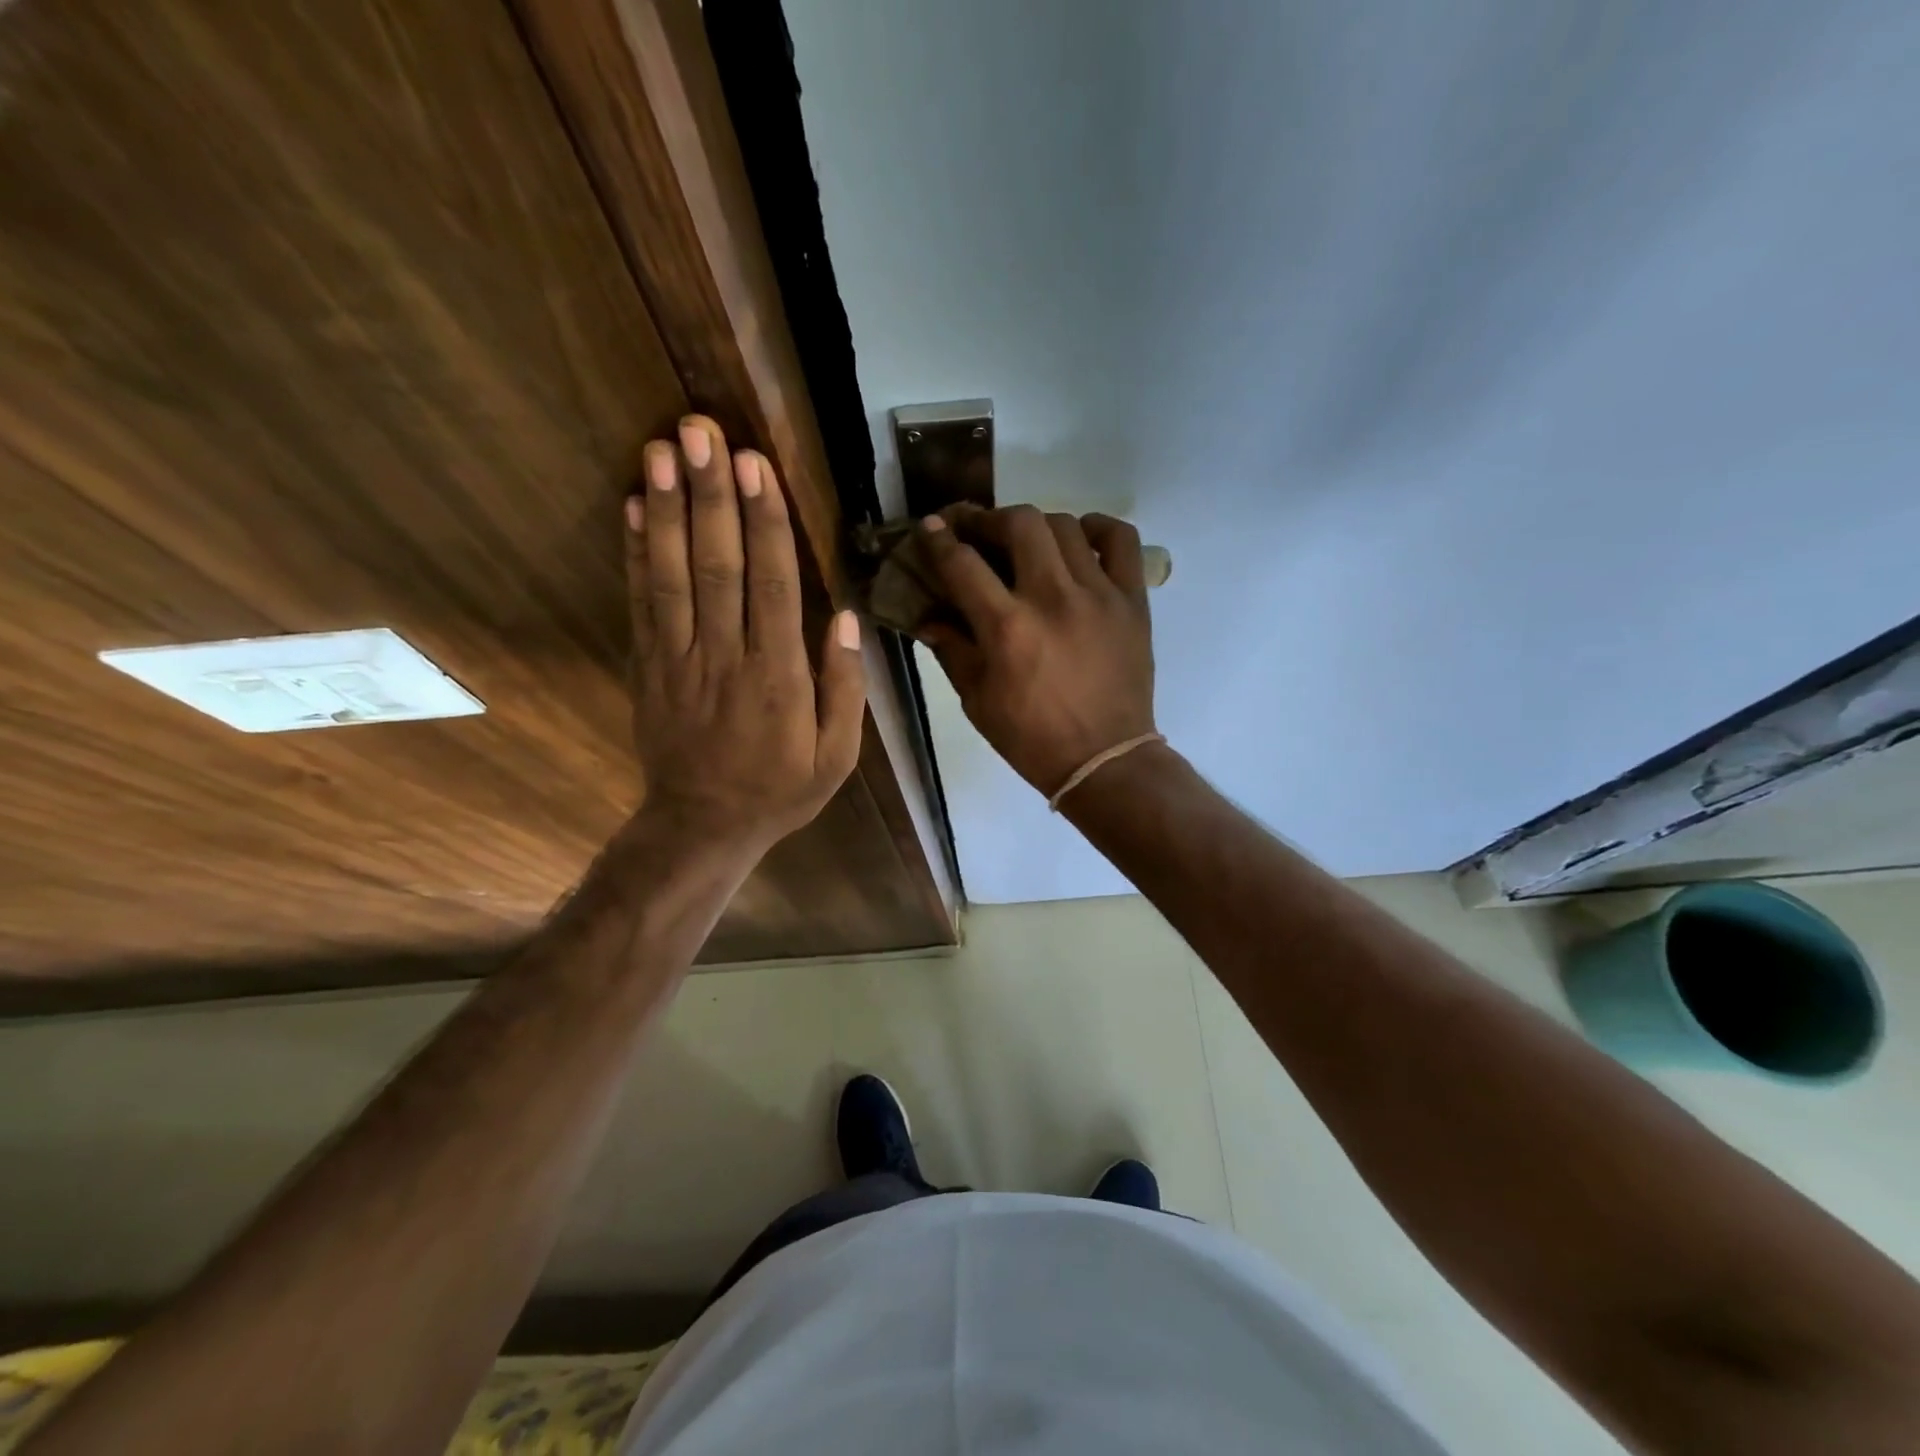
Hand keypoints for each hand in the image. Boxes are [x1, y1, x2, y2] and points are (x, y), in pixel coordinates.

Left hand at [625, 416, 865, 851]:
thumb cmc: (780, 790)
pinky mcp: (648, 666)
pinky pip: (641, 603)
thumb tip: (841, 616)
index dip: (763, 522)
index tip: (755, 465)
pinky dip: (636, 553)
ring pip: (673, 575)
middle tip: (701, 431)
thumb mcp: (836, 757)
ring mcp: (678, 659)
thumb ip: (843, 687)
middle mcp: (725, 657)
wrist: (702, 826)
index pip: (771, 585)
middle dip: (711, 495)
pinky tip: (635, 507)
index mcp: (778, 677)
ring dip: (668, 509)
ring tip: (661, 449)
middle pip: (717, 565)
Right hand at [916, 505, 1156, 799]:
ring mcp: (1098, 594)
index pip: (962, 562)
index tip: (931, 526)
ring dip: (1036, 525)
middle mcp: (1052, 598)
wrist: (1104, 760)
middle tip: (979, 532)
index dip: (939, 538)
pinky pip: (1121, 540)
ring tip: (1026, 542)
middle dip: (989, 519)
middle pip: (1019, 523)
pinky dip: (1098, 528)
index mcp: (1007, 628)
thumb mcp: (977, 701)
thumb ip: (951, 650)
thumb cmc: (1032, 739)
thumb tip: (928, 616)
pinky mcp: (1132, 600)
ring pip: (1065, 525)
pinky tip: (1080, 541)